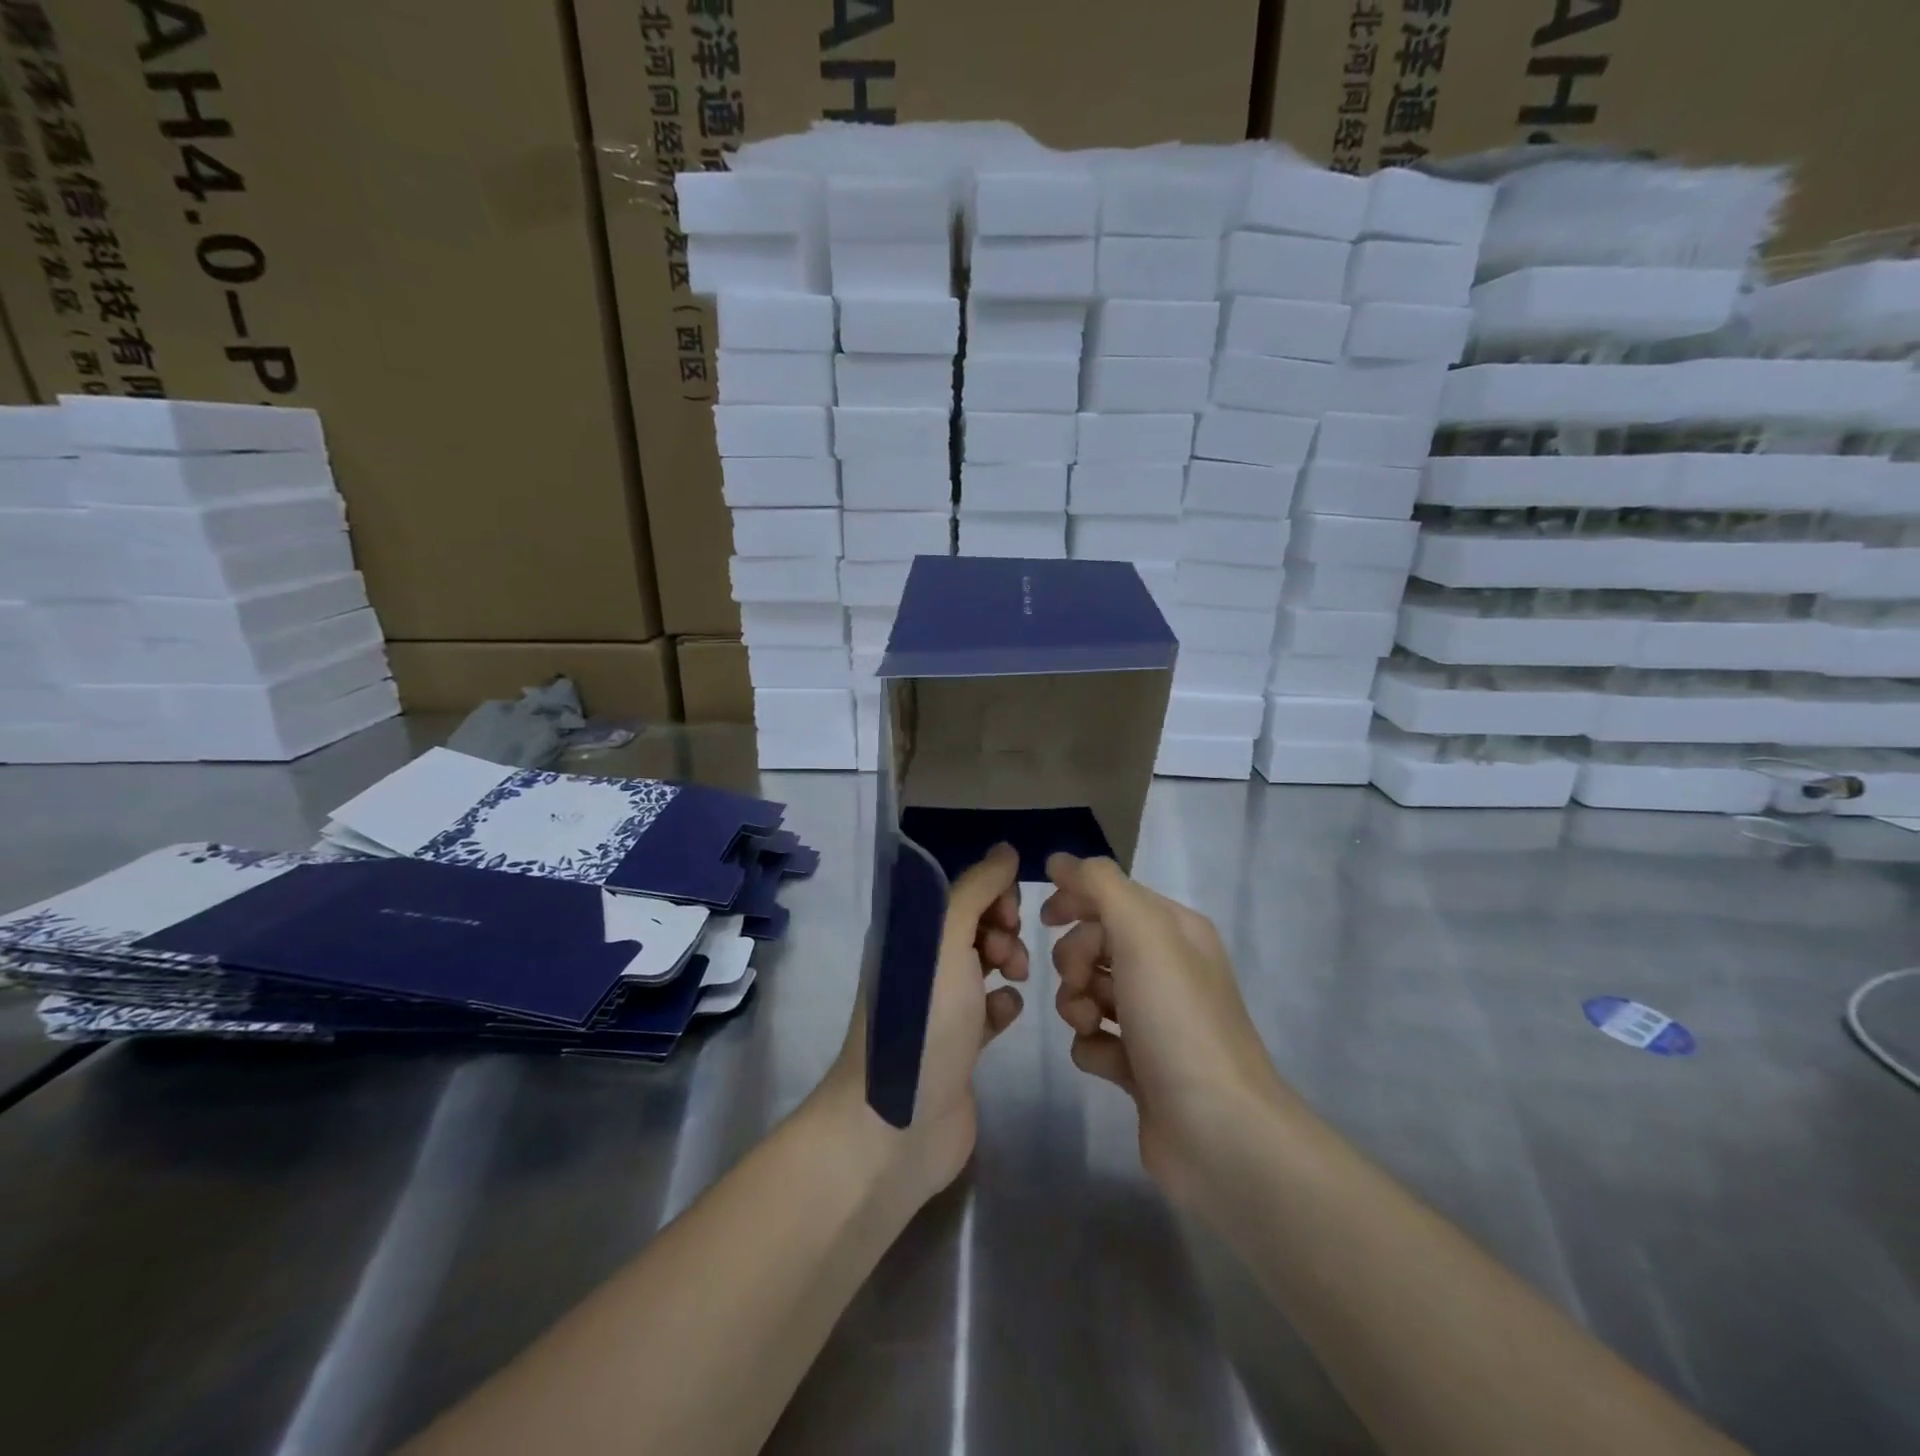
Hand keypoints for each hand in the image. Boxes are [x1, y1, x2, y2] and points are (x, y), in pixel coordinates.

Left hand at [824, 843, 1027, 1202]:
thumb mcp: (945, 940)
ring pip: (984, 963)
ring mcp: (938, 1005)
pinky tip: (1006, 1013)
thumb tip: (1005, 850)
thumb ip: (976, 890)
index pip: (955, 889)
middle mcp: (920, 962)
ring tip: (1014, 977)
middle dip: (1001, 925)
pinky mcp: (959, 1044)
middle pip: (972, 923)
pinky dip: (1002, 1004)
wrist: (898, 1123)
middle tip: (1007, 951)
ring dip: (1007, 960)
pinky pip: (989, 1008)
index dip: (989, 891)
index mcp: (907, 932)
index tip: (1010, 910)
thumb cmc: (922, 1021)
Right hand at [1041, 854, 1289, 1200]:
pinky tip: (1108, 1062)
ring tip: (1090, 1025)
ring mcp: (1154, 1019)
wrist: (1217, 1130)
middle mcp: (1167, 968)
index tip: (1045, 917)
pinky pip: (1094, 1038)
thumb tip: (1061, 860)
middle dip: (1075, 959)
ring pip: (1088, 990)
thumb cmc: (1177, 1018)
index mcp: (1174, 930)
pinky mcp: (1140, 1065)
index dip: (1076, 899)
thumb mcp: (1142, 932)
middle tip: (1080, 983)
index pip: (1112, 894)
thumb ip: (1099, 886)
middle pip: (1095, 942)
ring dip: (1076, 1003)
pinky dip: (1092, 1046)